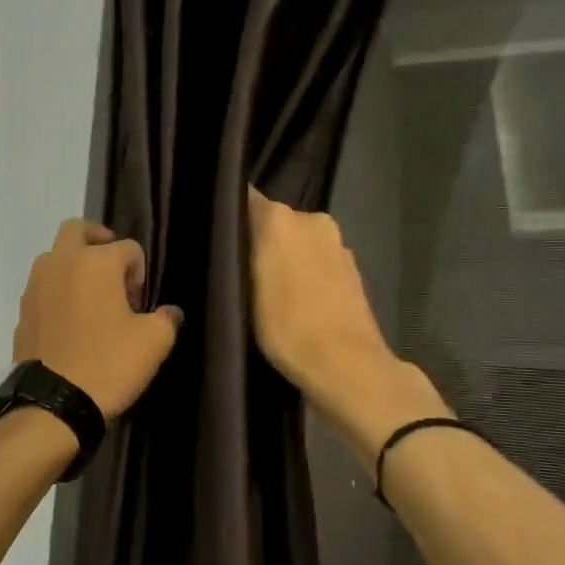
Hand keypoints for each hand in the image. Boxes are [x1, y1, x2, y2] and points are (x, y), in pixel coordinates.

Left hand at [13, 220, 182, 419]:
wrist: (52, 403)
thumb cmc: (109, 364)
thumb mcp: (153, 342)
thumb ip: (165, 319)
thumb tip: (168, 312)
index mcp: (95, 262)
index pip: (128, 248)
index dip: (140, 272)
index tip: (139, 304)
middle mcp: (60, 263)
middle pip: (78, 230)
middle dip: (99, 243)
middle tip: (113, 273)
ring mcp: (35, 286)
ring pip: (56, 258)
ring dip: (75, 268)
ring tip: (93, 302)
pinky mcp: (23, 311)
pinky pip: (43, 288)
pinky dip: (58, 293)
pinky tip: (72, 325)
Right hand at [246, 188, 446, 458]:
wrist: (347, 366)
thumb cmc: (287, 327)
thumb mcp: (242, 292)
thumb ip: (236, 253)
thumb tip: (229, 232)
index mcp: (281, 218)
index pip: (244, 198)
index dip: (228, 212)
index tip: (212, 233)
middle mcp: (312, 219)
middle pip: (274, 220)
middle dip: (258, 239)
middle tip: (236, 269)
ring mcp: (337, 244)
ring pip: (298, 242)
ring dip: (284, 258)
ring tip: (264, 290)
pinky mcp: (352, 270)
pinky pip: (317, 261)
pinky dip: (305, 273)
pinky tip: (294, 301)